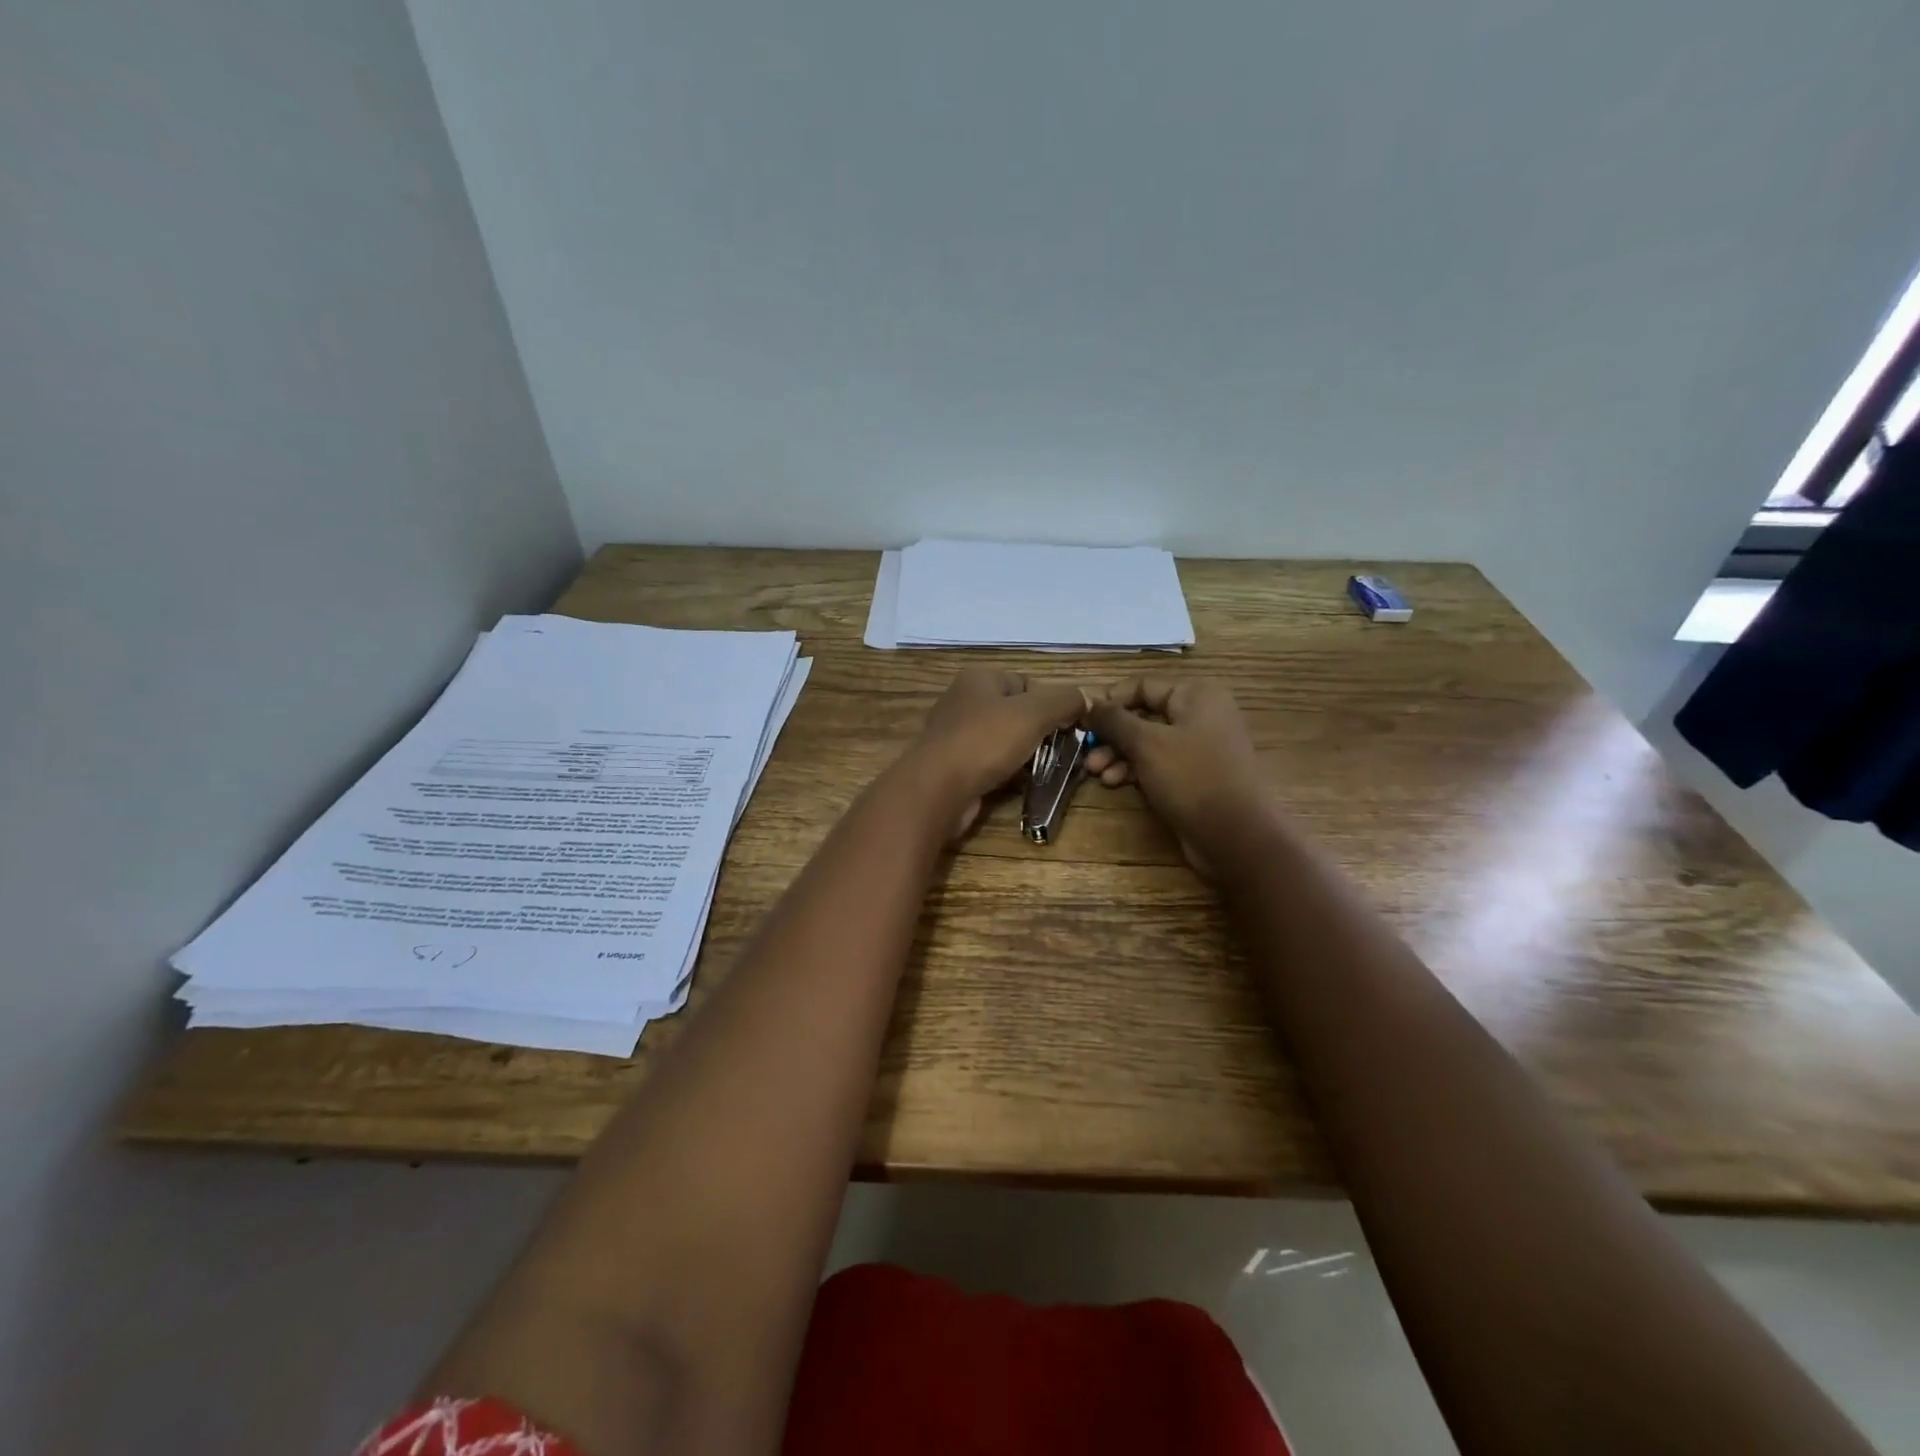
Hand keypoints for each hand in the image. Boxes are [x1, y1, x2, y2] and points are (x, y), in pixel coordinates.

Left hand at [908, 668, 1089, 840]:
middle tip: (1064, 751)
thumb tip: (1087, 698)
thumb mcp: (1034, 712)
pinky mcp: (955, 767)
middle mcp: (964, 702)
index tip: (1071, 726)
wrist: (937, 789)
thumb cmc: (985, 741)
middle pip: (1017, 713)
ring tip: (1048, 770)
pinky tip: (1022, 785)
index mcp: (979, 679)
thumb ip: (1065, 700)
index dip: (1052, 703)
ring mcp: (957, 736)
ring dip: (1028, 755)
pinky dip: (1009, 774)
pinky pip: (992, 765)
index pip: (1027, 683)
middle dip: (1042, 732)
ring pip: (1006, 741)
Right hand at [1085, 677, 1270, 875]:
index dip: (1110, 701)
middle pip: (1143, 715)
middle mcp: (1200, 714)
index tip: (1082, 720)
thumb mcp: (1147, 743)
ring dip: (1118, 755)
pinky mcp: (1194, 776)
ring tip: (1095, 772)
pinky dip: (1135, 770)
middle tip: (1085, 751)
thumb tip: (1088, 701)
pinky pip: (1158, 764)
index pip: (1142, 685)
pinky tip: (1114, 783)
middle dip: (1111, 734)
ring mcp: (1199, 747)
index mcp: (1196, 695)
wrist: (1235, 836)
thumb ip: (1113, 719)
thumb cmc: (1192, 778)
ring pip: (1147, 742)